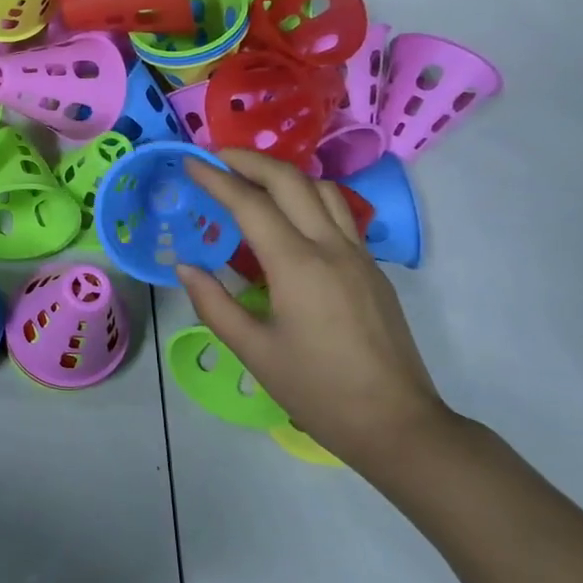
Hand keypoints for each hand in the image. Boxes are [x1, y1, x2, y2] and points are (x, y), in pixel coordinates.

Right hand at [179, 150, 450, 472]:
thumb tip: (185, 266)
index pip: (250, 204)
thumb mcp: (253, 351)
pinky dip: (305, 199)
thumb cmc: (318, 391)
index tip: (190, 163)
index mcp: (297, 266)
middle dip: (250, 161)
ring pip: (322, 191)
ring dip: (283, 175)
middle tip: (216, 157)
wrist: (397, 425)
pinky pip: (337, 215)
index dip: (217, 179)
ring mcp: (359, 256)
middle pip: (291, 181)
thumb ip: (213, 303)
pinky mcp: (372, 270)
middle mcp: (331, 248)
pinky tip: (286, 219)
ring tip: (250, 178)